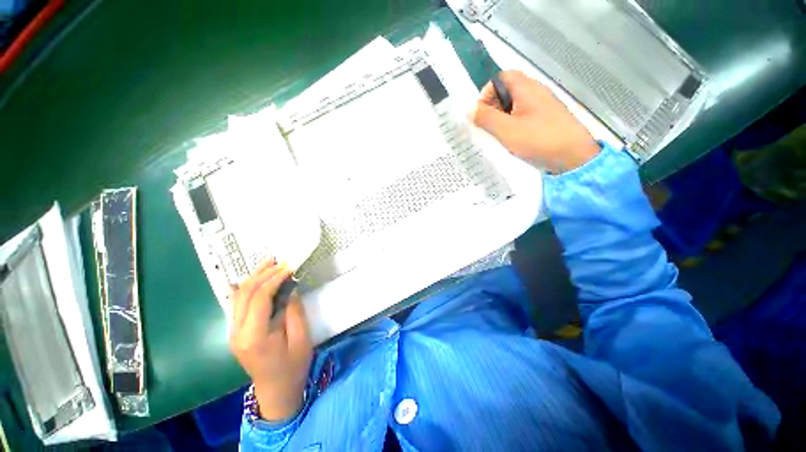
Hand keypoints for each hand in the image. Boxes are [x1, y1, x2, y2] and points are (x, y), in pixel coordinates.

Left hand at [229, 259, 312, 420]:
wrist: (276, 391)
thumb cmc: (293, 367)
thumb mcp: (301, 339)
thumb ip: (294, 311)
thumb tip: (291, 289)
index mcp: (254, 336)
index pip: (259, 298)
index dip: (274, 278)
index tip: (289, 267)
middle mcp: (237, 332)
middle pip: (244, 294)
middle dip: (262, 274)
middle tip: (279, 260)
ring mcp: (233, 332)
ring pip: (238, 297)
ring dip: (254, 278)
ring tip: (269, 263)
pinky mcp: (236, 332)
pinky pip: (239, 304)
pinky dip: (249, 288)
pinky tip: (258, 278)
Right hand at [472, 71, 599, 173]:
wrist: (573, 156)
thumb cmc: (539, 139)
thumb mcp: (507, 130)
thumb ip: (486, 118)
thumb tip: (469, 110)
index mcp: (527, 88)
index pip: (502, 77)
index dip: (487, 92)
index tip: (481, 112)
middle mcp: (536, 92)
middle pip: (507, 91)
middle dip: (493, 107)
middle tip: (487, 127)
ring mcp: (542, 106)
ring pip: (515, 105)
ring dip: (502, 118)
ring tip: (497, 136)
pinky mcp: (546, 120)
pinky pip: (523, 116)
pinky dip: (513, 125)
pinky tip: (511, 140)